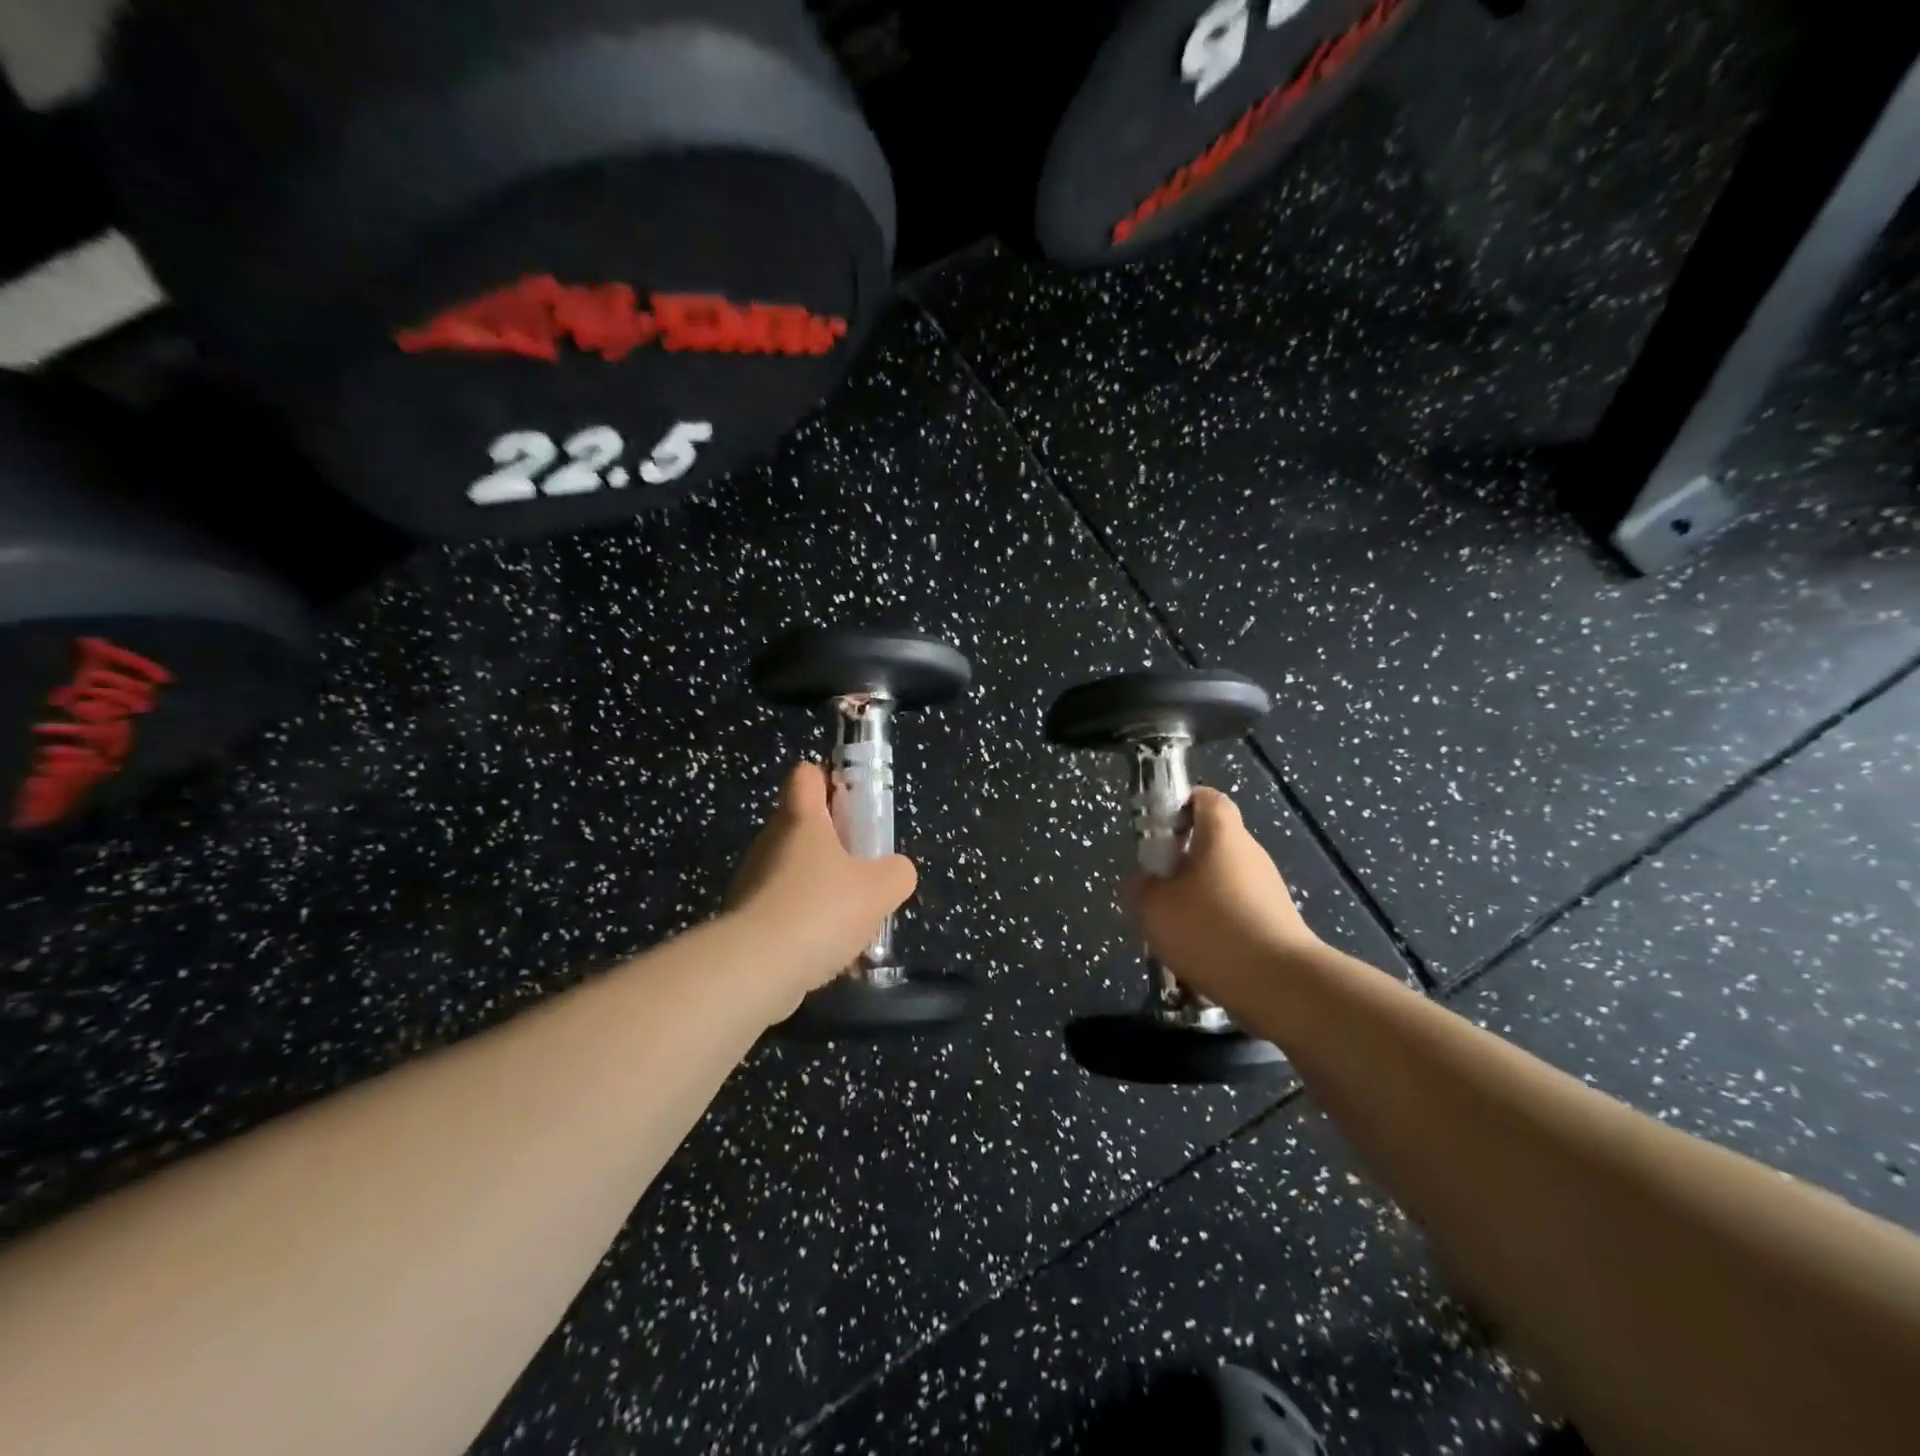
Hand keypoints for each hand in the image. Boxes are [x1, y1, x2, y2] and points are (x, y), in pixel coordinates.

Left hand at [726, 762, 917, 1001]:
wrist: (755, 967)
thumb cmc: (820, 910)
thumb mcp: (880, 889)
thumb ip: (896, 872)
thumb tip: (895, 871)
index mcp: (802, 820)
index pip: (806, 776)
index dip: (828, 780)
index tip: (851, 803)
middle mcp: (771, 842)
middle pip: (802, 826)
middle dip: (834, 846)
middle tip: (863, 872)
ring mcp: (753, 881)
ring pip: (793, 873)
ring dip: (821, 891)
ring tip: (852, 925)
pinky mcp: (744, 920)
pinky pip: (783, 912)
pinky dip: (806, 927)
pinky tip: (830, 956)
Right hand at [1130, 788, 1320, 1003]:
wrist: (1279, 983)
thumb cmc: (1210, 928)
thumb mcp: (1153, 907)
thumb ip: (1142, 886)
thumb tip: (1146, 880)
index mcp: (1222, 834)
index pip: (1206, 798)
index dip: (1181, 805)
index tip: (1158, 828)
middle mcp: (1250, 853)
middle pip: (1213, 843)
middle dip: (1183, 862)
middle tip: (1157, 888)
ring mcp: (1269, 889)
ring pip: (1223, 882)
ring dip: (1198, 899)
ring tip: (1174, 931)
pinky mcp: (1278, 922)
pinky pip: (1238, 913)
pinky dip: (1217, 927)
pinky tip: (1200, 957)